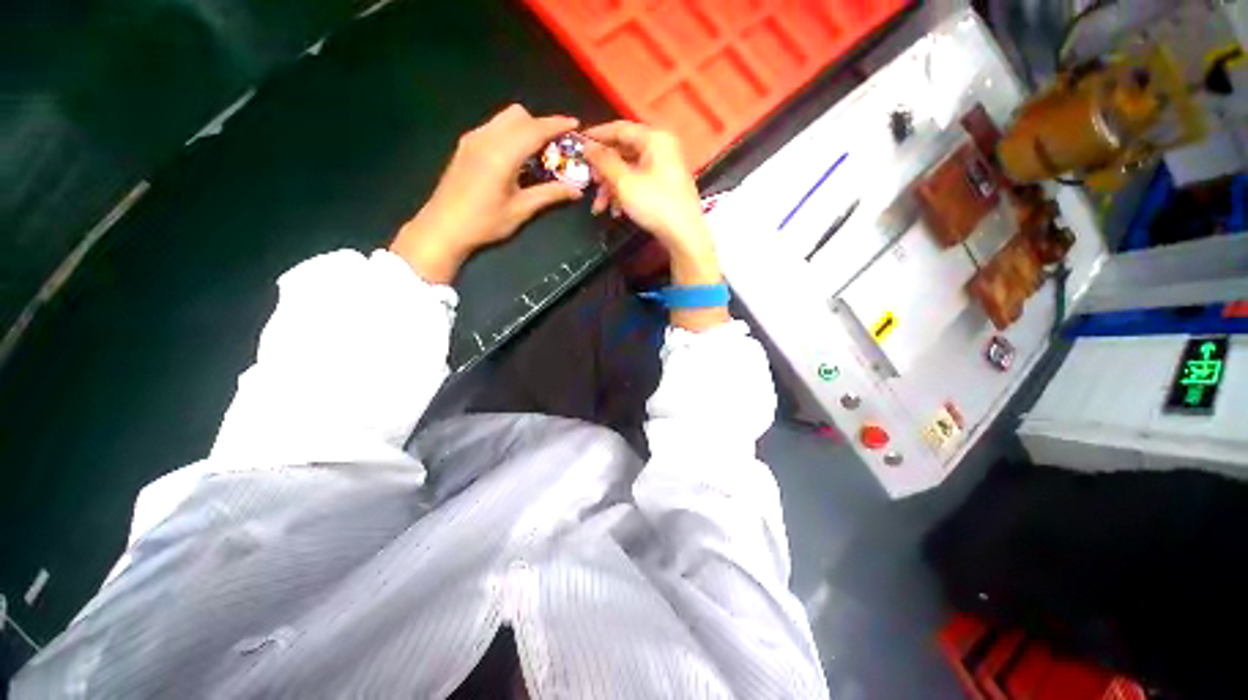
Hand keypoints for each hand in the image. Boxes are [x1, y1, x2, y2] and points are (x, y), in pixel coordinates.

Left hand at [391, 105, 583, 283]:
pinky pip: (494, 127)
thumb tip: (576, 191)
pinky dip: (511, 133)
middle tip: (555, 147)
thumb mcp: (521, 210)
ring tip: (537, 153)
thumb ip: (550, 195)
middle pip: (519, 115)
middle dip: (541, 125)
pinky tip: (516, 158)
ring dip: (525, 128)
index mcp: (502, 153)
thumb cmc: (484, 222)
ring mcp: (473, 139)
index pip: (535, 129)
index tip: (575, 124)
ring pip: (505, 118)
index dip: (557, 125)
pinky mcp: (466, 145)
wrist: (443, 227)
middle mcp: (486, 138)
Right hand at [582, 121, 728, 330]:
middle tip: (590, 183)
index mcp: (654, 138)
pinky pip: (638, 182)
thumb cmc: (655, 204)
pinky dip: (624, 194)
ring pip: (629, 171)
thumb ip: (603, 161)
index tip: (577, 145)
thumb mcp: (624, 182)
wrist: (684, 234)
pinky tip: (615, 211)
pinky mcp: (664, 186)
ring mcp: (663, 167)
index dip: (597, 136)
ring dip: (611, 188)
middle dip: (603, 171)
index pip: (619, 128)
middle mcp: (660, 147)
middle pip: (623, 152)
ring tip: (600, 206)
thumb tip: (587, 146)